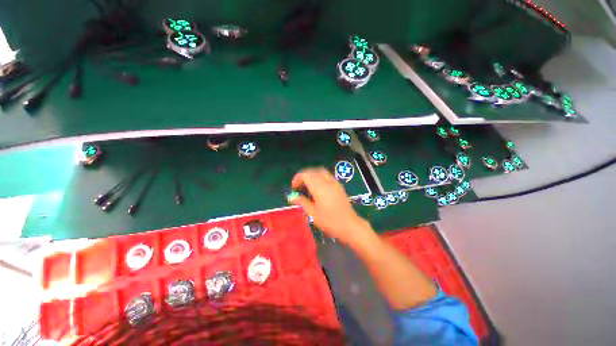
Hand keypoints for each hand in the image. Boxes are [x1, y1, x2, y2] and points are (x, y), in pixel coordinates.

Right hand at [288, 167, 367, 243]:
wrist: (349, 225)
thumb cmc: (329, 221)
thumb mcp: (313, 213)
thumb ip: (302, 202)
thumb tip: (292, 197)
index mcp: (319, 188)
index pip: (305, 175)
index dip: (297, 178)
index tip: (294, 187)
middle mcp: (327, 182)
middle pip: (312, 171)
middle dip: (304, 176)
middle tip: (299, 186)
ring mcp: (334, 182)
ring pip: (320, 171)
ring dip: (312, 175)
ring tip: (308, 185)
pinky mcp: (338, 185)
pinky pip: (327, 175)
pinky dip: (319, 176)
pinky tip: (318, 187)